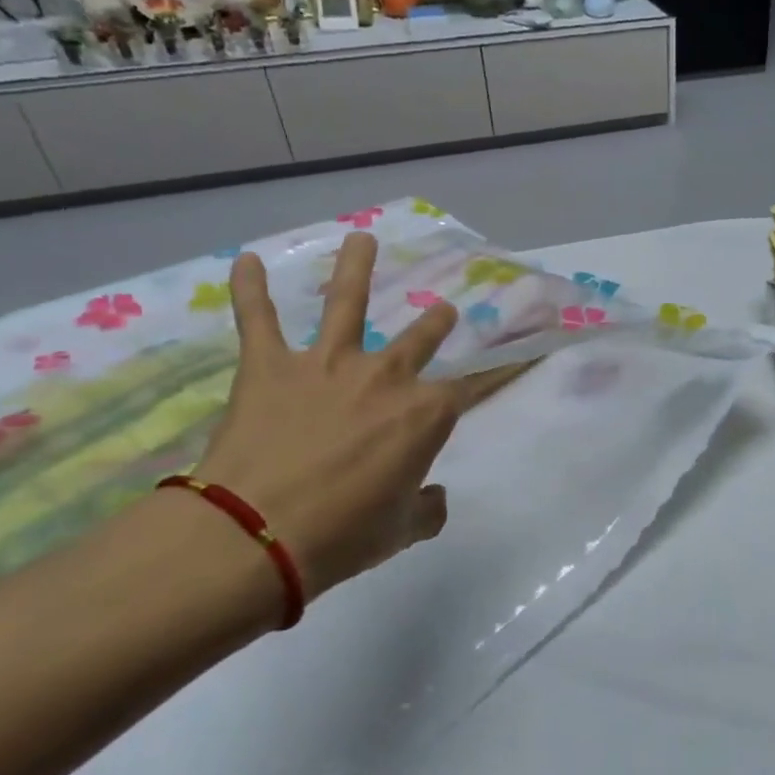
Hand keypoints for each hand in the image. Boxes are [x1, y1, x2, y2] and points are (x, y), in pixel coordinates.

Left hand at [187, 233, 512, 602]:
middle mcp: (385, 376)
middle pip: (422, 338)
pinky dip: (249, 289)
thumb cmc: (345, 535)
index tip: (528, 349)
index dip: (506, 367)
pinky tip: (245, 260)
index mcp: (425, 414)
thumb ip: (427, 509)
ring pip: (345, 302)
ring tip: (362, 239)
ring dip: (356, 267)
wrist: (258, 534)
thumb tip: (432, 498)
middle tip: (444, 313)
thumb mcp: (403, 530)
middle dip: (438, 323)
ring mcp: (327, 364)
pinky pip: (258, 318)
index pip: (477, 385)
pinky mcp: (270, 366)